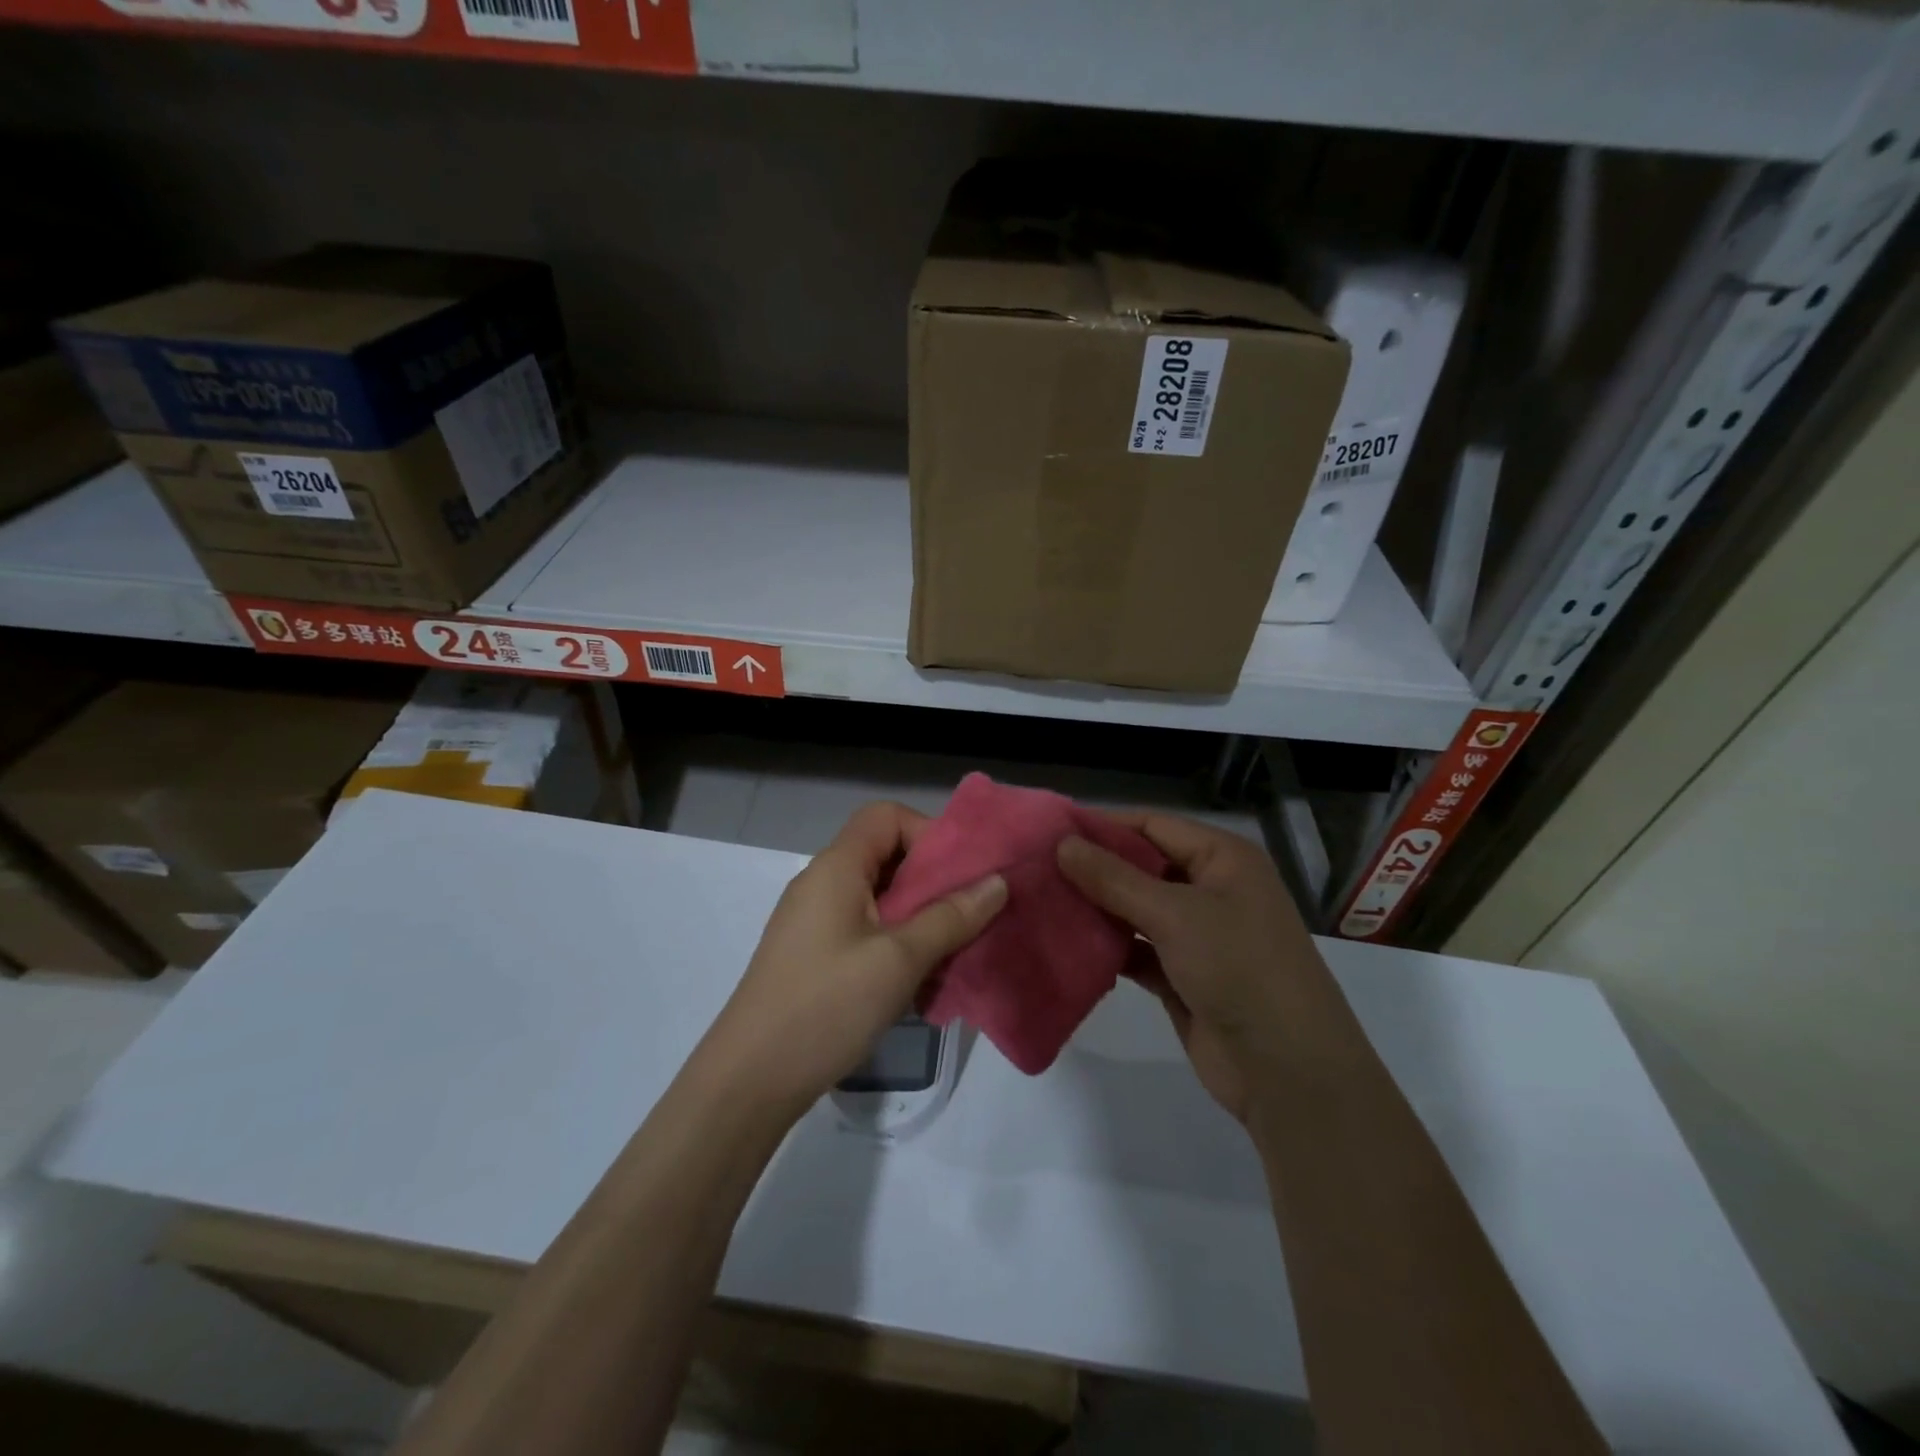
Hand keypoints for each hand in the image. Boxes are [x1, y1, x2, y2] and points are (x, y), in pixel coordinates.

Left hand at [697, 801, 1006, 1121]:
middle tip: (970, 913)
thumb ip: (950, 917)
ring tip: (952, 949)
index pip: (887, 817)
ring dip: (919, 915)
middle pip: (885, 855)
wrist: (750, 1080)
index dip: (928, 833)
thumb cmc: (827, 1006)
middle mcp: (822, 883)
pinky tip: (919, 978)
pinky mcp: (815, 955)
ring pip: (879, 897)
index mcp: (837, 867)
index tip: (960, 875)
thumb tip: (997, 882)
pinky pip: (865, 928)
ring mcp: (815, 921)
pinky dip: (897, 940)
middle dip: (932, 879)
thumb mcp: (899, 960)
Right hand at [1059, 813, 1331, 1123]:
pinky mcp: (1182, 976)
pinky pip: (1136, 950)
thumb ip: (1114, 878)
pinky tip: (1067, 946)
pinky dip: (1108, 948)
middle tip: (1035, 869)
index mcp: (1223, 859)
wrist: (1288, 1072)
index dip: (1103, 826)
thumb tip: (1062, 843)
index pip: (1153, 825)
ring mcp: (1198, 936)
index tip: (1049, 831)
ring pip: (1136, 910)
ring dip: (1096, 909)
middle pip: (1141, 867)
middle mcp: (1211, 890)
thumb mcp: (1175, 914)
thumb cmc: (1239, 969)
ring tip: (1041, 903)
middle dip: (1093, 869)